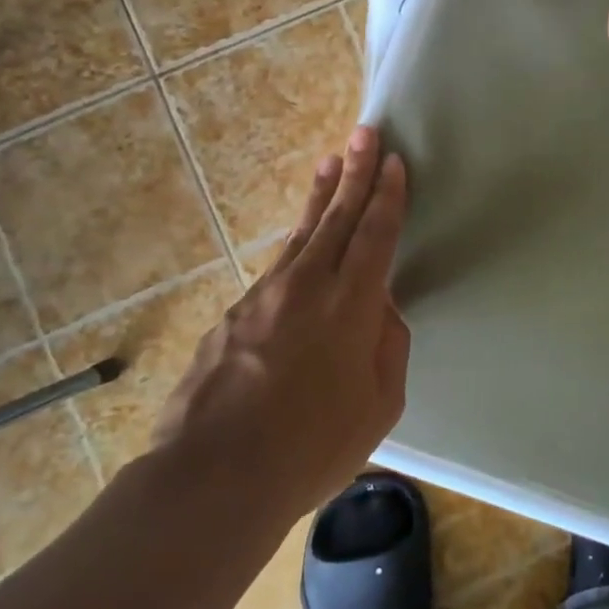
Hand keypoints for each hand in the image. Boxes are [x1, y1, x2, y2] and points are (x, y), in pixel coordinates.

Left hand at [150, 127, 410, 516]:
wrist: (213, 477)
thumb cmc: (312, 447)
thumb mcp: (378, 405)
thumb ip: (387, 347)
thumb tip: (380, 311)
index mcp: (351, 305)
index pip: (375, 235)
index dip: (388, 195)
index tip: (395, 161)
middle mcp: (307, 286)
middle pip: (337, 217)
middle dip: (355, 172)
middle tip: (364, 132)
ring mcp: (264, 296)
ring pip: (300, 234)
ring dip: (320, 197)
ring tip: (330, 164)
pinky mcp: (234, 315)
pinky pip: (276, 269)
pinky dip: (294, 245)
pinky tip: (300, 245)